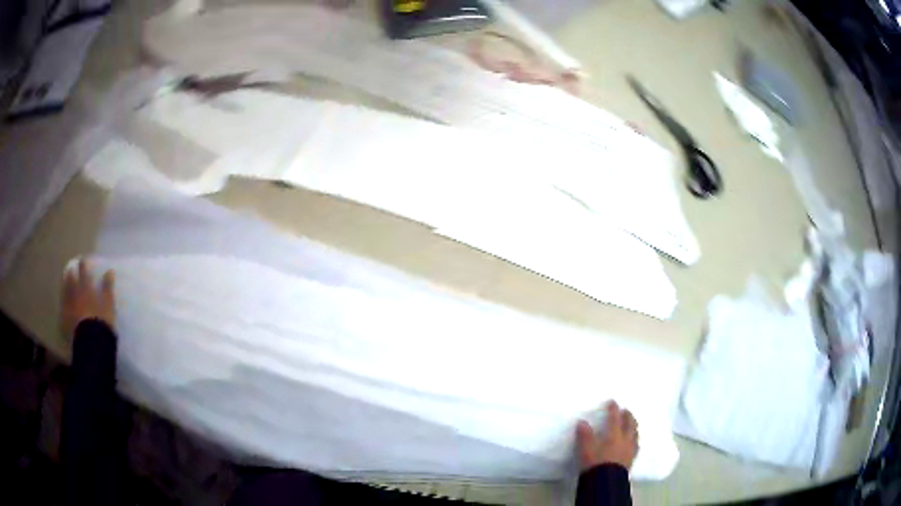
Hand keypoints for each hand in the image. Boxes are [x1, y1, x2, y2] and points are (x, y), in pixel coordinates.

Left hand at [62, 259, 115, 336]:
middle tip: (71, 269)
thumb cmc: (102, 321)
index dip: (84, 265)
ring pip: (65, 292)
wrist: (92, 342)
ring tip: (65, 282)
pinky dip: (63, 302)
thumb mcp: (108, 304)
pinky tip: (63, 303)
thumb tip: (110, 271)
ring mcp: (69, 306)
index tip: (83, 260)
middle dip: (71, 273)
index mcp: (86, 287)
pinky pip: (63, 307)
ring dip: (65, 285)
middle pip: (71, 279)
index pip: (84, 271)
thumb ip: (108, 287)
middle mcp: (75, 293)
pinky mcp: (66, 319)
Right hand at [576, 401, 638, 471]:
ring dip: (633, 426)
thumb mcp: (586, 450)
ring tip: (632, 423)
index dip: (614, 409)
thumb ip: (585, 436)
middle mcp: (625, 439)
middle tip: (626, 410)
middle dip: (628, 416)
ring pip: (635, 433)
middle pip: (629, 424)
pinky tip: (634, 441)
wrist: (606, 482)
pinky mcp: (631, 458)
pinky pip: (636, 444)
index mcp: (614, 435)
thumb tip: (582, 422)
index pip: (615, 418)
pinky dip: (635, 438)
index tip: (613, 402)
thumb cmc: (595, 464)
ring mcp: (630, 449)